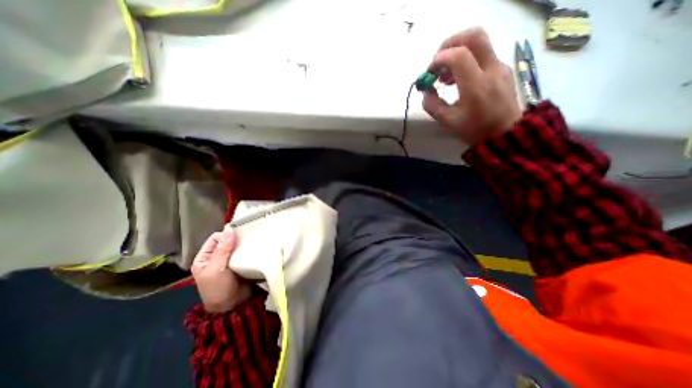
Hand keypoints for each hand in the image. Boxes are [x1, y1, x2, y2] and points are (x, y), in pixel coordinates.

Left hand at [189, 227, 252, 312]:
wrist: (234, 305)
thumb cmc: (218, 289)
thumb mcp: (216, 269)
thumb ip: (222, 250)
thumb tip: (229, 230)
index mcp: (205, 258)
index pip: (215, 238)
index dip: (226, 235)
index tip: (239, 234)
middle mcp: (217, 257)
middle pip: (228, 240)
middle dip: (237, 237)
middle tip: (250, 234)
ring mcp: (230, 260)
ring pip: (238, 245)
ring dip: (245, 243)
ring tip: (255, 239)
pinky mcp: (242, 263)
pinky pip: (246, 252)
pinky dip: (250, 249)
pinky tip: (257, 246)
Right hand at [418, 28, 521, 146]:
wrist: (505, 133)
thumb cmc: (475, 130)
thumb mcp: (447, 121)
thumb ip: (432, 105)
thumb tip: (425, 90)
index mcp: (476, 86)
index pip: (458, 56)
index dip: (439, 59)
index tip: (429, 73)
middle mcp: (491, 69)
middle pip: (474, 35)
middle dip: (450, 44)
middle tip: (437, 62)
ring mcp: (499, 66)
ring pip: (479, 42)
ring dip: (457, 51)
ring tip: (445, 75)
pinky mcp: (501, 68)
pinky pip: (482, 54)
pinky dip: (465, 59)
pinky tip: (457, 79)